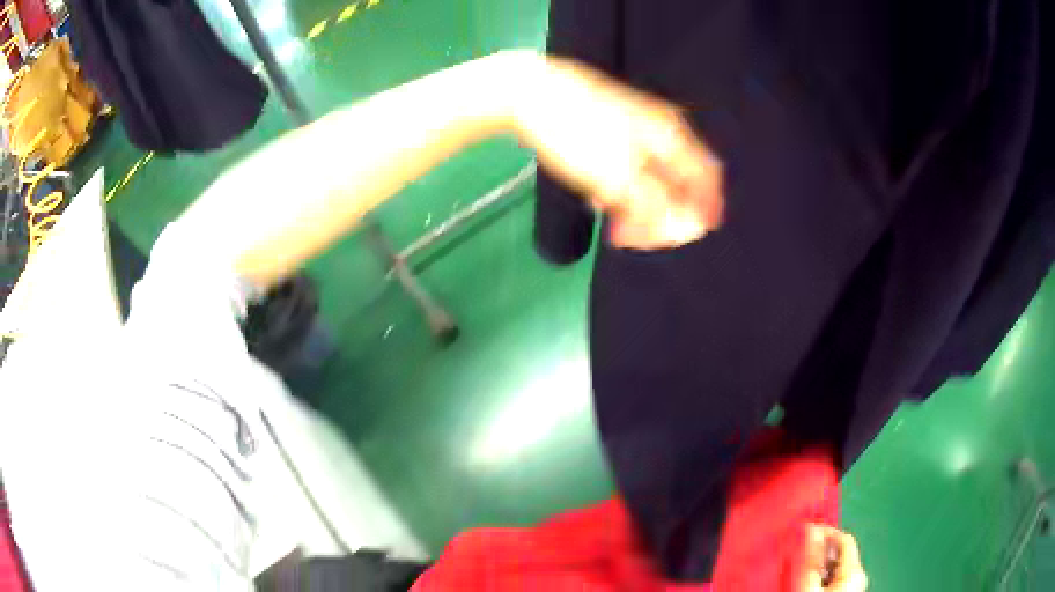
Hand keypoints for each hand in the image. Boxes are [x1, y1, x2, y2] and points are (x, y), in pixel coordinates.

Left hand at [516, 57, 723, 249]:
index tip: (688, 236)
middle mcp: (660, 129)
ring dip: (637, 205)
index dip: (705, 208)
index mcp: (670, 135)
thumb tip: (683, 227)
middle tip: (630, 237)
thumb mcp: (617, 176)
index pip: (706, 176)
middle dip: (661, 214)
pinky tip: (597, 197)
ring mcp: (634, 127)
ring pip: (650, 175)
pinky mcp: (610, 129)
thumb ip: (653, 204)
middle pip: (678, 179)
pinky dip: (619, 188)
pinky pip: (627, 166)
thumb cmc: (576, 132)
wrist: (528, 92)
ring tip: (609, 219)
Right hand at [799, 525, 867, 591]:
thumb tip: (811, 530)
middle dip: (816, 553)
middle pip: (838, 555)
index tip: (803, 533)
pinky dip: (816, 579)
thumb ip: (811, 559)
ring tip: (795, 572)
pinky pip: (830, 581)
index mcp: (856, 572)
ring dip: (814, 568)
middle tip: (795, 555)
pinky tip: (802, 585)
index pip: (844, 538)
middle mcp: (857, 578)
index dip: (824, 532)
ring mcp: (851, 589)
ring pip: (832, 569)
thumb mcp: (808, 587)